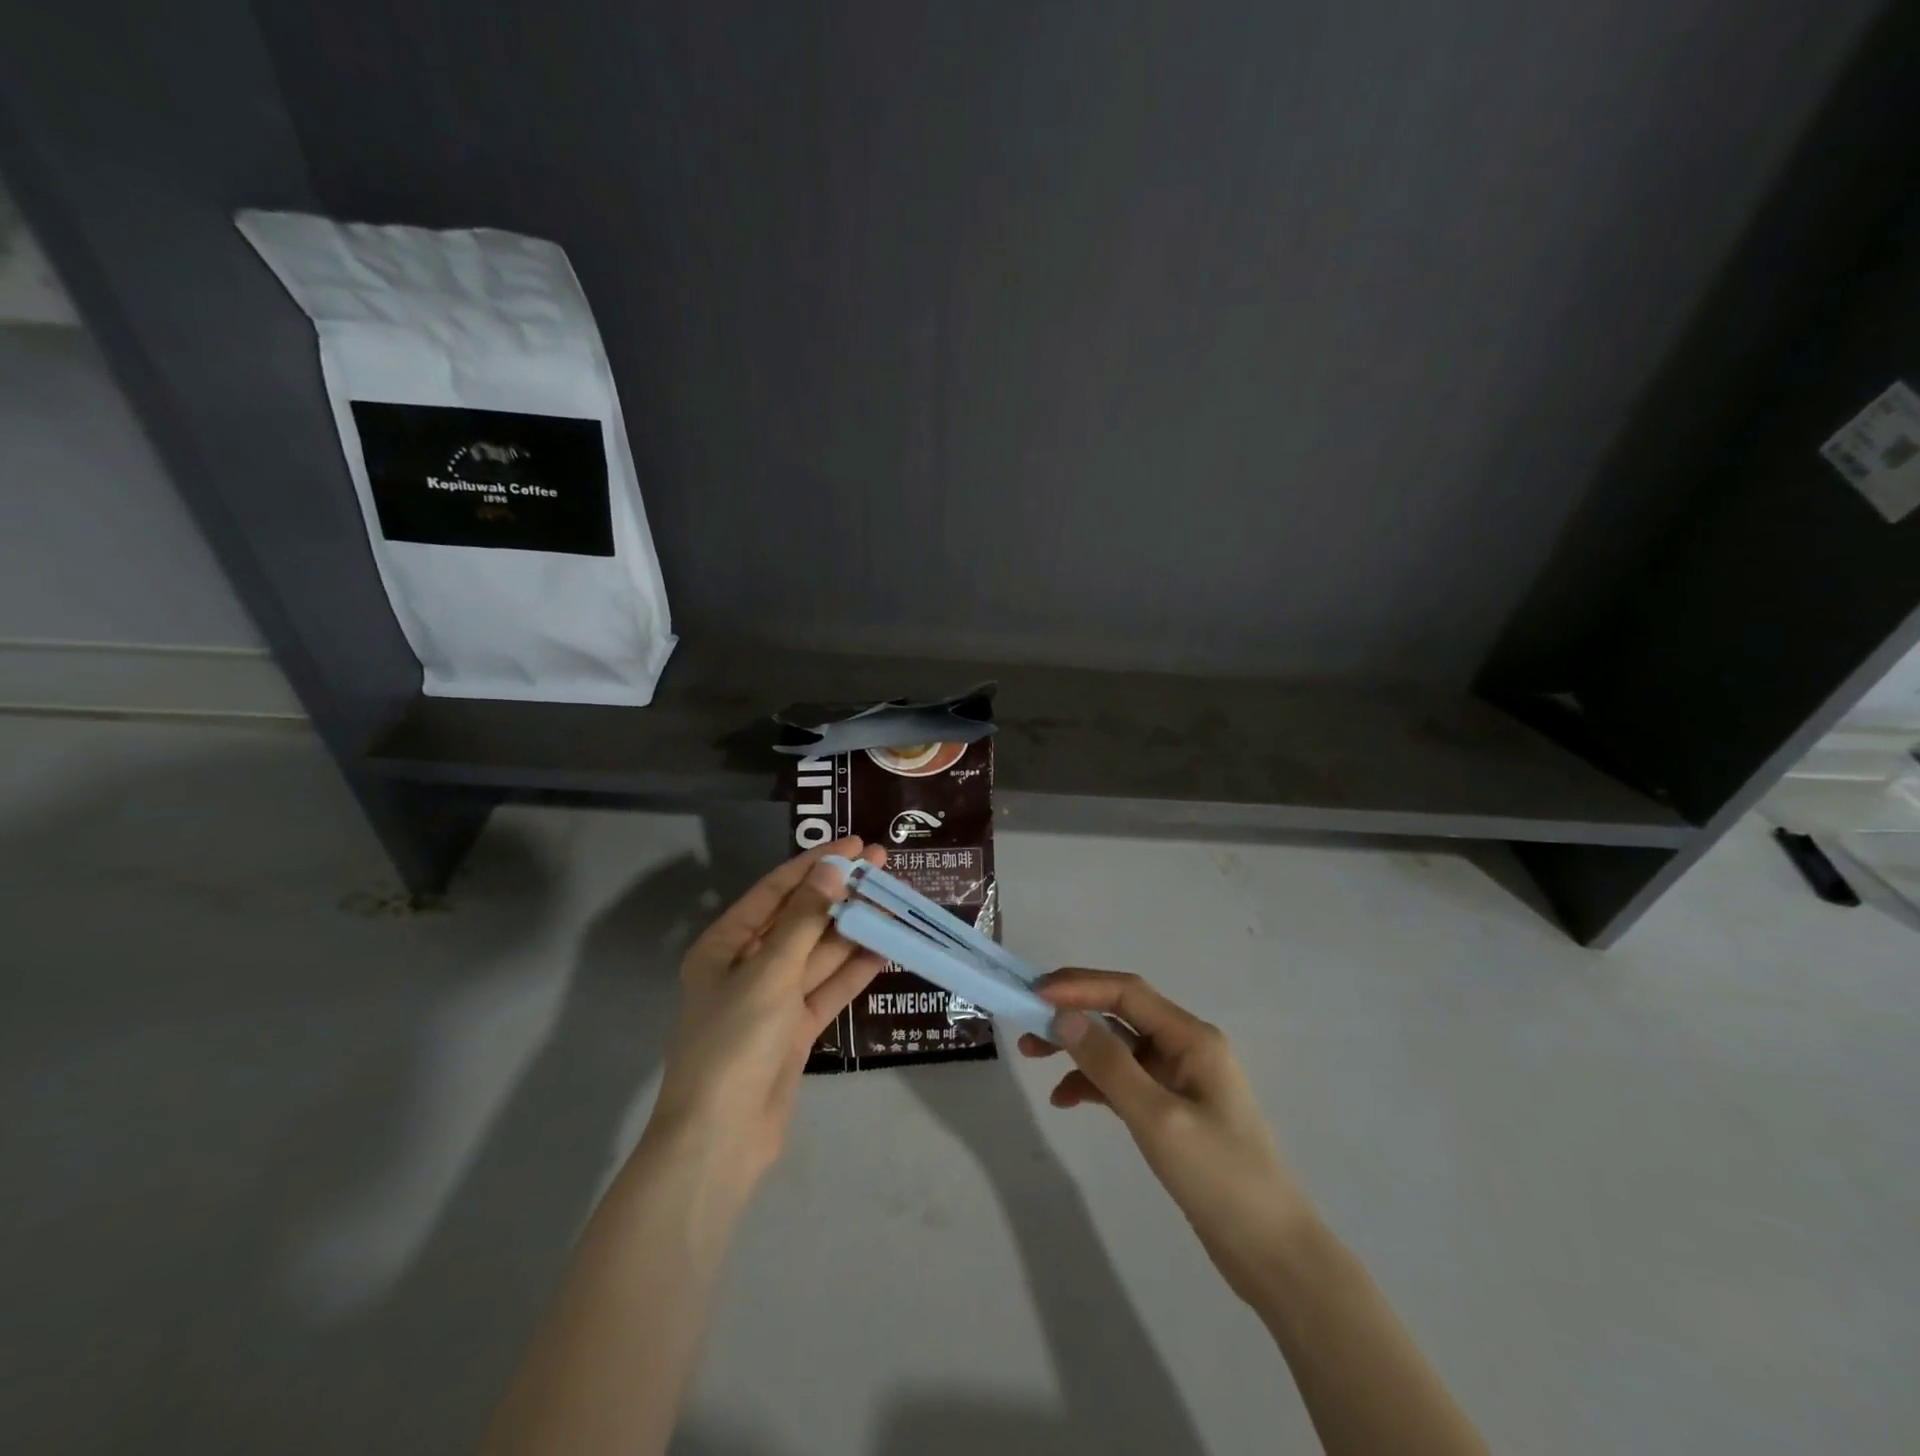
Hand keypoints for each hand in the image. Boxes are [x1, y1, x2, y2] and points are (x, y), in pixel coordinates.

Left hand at [647, 839, 884, 1189]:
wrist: (720, 1140)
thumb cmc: (734, 1042)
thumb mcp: (769, 972)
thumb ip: (805, 919)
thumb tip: (832, 869)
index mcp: (724, 945)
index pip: (775, 890)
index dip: (814, 864)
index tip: (854, 845)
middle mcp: (747, 966)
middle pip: (800, 919)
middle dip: (840, 893)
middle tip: (883, 865)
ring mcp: (772, 1000)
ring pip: (819, 954)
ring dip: (853, 929)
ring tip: (893, 901)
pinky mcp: (794, 1030)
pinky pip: (827, 989)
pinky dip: (853, 971)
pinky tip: (884, 949)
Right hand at [1021, 970, 1312, 1301]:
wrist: (1272, 1253)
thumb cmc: (1220, 1178)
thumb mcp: (1157, 1118)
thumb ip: (1108, 1064)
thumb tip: (1064, 1016)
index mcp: (1191, 1037)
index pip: (1127, 991)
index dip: (1078, 986)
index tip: (1034, 994)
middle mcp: (1185, 1046)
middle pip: (1119, 1012)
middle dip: (1073, 1013)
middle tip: (1027, 1022)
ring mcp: (1180, 1078)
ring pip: (1118, 1046)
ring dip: (1078, 1048)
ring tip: (1033, 1056)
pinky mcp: (1173, 1109)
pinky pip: (1125, 1080)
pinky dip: (1094, 1083)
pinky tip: (1066, 1100)